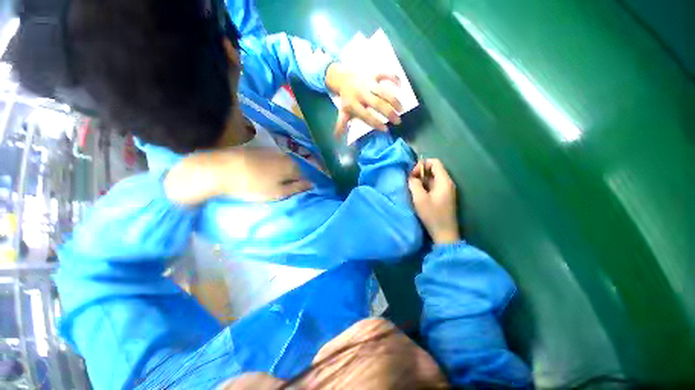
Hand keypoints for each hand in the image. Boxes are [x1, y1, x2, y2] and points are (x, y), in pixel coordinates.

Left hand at [226, 148, 311, 200]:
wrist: (222, 170)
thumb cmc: (254, 186)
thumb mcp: (279, 192)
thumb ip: (297, 188)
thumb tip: (312, 184)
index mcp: (292, 166)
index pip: (303, 176)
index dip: (297, 185)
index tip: (287, 193)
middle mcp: (284, 155)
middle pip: (292, 169)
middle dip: (287, 178)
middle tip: (276, 189)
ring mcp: (270, 150)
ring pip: (280, 164)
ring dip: (277, 172)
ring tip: (265, 181)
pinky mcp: (257, 149)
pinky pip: (269, 160)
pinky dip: (267, 166)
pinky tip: (256, 173)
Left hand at [326, 63, 402, 137]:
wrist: (342, 77)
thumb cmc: (346, 99)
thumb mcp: (343, 112)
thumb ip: (342, 125)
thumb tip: (336, 139)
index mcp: (353, 104)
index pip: (366, 115)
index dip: (376, 123)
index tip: (385, 129)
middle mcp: (361, 93)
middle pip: (377, 103)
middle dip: (389, 113)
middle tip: (398, 121)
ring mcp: (368, 82)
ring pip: (383, 90)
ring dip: (394, 100)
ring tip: (401, 109)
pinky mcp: (373, 73)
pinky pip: (385, 73)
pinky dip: (394, 77)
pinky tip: (401, 85)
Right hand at [408, 159, 459, 244]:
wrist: (444, 233)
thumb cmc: (432, 215)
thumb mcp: (419, 199)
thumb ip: (414, 184)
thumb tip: (412, 177)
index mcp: (444, 181)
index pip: (435, 162)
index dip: (422, 165)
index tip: (412, 175)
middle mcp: (448, 183)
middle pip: (434, 169)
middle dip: (420, 173)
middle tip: (411, 182)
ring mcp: (447, 190)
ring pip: (433, 178)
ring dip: (422, 180)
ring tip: (413, 189)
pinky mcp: (444, 197)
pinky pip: (434, 186)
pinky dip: (425, 187)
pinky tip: (418, 195)